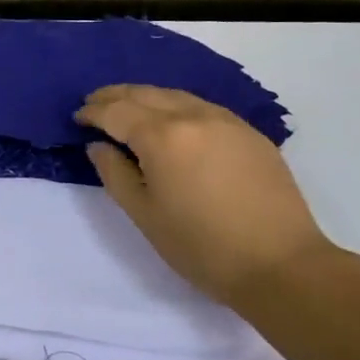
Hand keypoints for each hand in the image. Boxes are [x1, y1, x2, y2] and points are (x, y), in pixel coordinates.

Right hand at [75, 84, 337, 306]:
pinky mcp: (250, 133)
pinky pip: (202, 106)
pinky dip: (175, 105)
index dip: (93, 112)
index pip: (116, 111)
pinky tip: (171, 121)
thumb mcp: (143, 214)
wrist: (281, 265)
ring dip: (145, 97)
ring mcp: (226, 122)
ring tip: (128, 108)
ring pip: (175, 95)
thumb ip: (114, 173)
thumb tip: (99, 146)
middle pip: (145, 94)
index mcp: (162, 136)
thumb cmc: (200, 246)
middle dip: (115, 96)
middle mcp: (193, 117)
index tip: (77, 119)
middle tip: (94, 104)